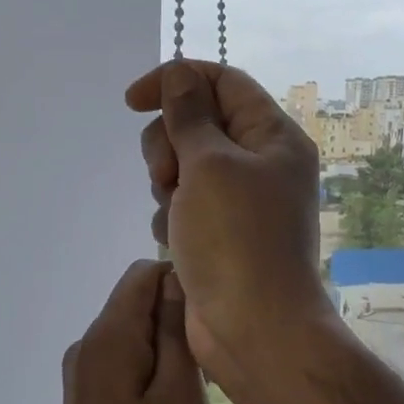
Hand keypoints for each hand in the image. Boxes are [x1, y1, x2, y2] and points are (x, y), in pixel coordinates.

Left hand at [50, 259, 211, 403]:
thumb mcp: (180, 395)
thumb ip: (175, 331)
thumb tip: (175, 278)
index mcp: (107, 337)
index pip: (143, 274)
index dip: (182, 284)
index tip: (212, 321)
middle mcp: (86, 347)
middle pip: (135, 303)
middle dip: (176, 320)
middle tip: (210, 365)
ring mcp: (81, 377)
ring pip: (132, 336)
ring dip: (167, 350)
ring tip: (197, 392)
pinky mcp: (85, 402)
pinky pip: (122, 365)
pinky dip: (150, 372)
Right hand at [126, 61, 331, 382]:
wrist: (253, 328)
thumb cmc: (236, 239)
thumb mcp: (210, 165)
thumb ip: (189, 116)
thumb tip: (180, 76)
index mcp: (272, 136)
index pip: (222, 81)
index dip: (175, 81)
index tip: (131, 101)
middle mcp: (260, 163)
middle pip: (197, 123)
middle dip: (169, 144)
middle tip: (168, 176)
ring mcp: (239, 202)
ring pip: (184, 166)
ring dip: (167, 185)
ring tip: (175, 216)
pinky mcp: (218, 234)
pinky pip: (182, 206)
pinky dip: (171, 219)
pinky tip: (175, 243)